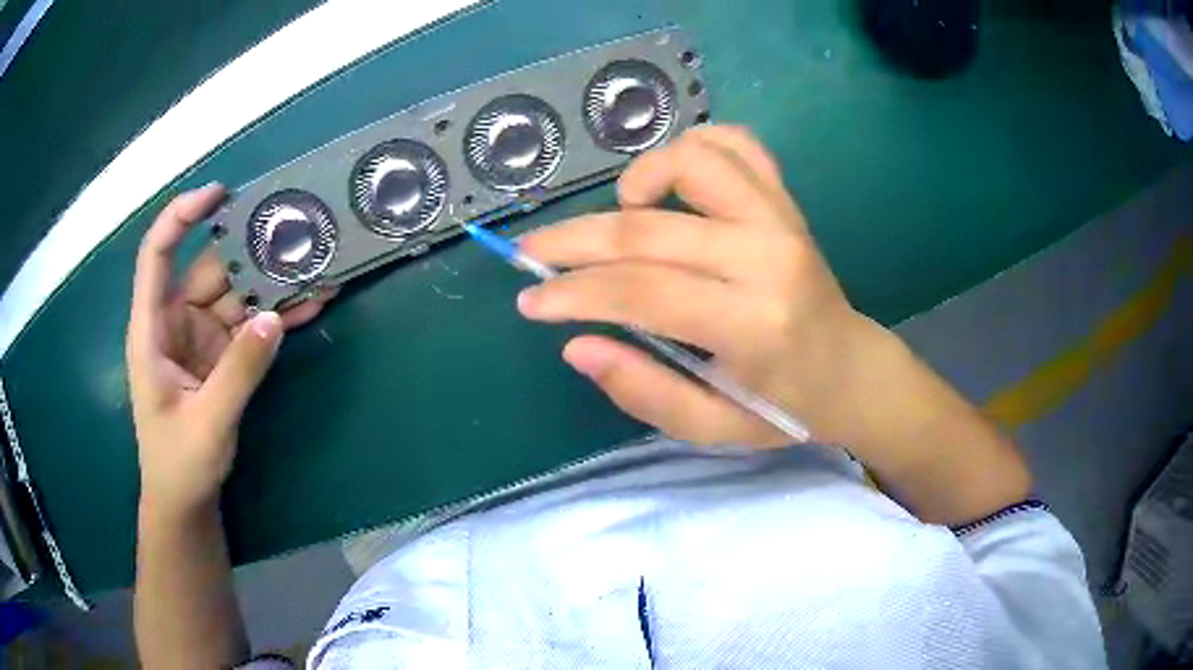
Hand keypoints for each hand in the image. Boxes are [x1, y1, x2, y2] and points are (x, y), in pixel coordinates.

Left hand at [126, 184, 333, 514]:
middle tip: (297, 234)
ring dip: (274, 283)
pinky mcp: (224, 357)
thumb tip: (273, 318)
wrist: (186, 502)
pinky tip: (311, 305)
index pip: (158, 255)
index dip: (182, 217)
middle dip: (251, 252)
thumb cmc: (179, 464)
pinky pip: (252, 326)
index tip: (219, 195)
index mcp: (152, 329)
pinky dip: (278, 316)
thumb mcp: (207, 423)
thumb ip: (238, 371)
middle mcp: (176, 322)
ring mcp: (202, 339)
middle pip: (212, 271)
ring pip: (238, 295)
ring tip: (317, 265)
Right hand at [519, 126, 889, 447]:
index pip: (641, 291)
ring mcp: (781, 219)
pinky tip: (673, 181)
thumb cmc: (784, 408)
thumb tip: (575, 345)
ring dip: (639, 179)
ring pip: (693, 160)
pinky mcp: (787, 201)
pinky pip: (737, 144)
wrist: (851, 370)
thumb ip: (643, 392)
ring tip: (621, 214)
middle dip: (574, 240)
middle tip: (531, 252)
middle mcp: (767, 258)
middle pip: (649, 229)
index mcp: (752, 325)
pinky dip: (693, 147)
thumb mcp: (712, 427)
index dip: (573, 292)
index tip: (531, 300)